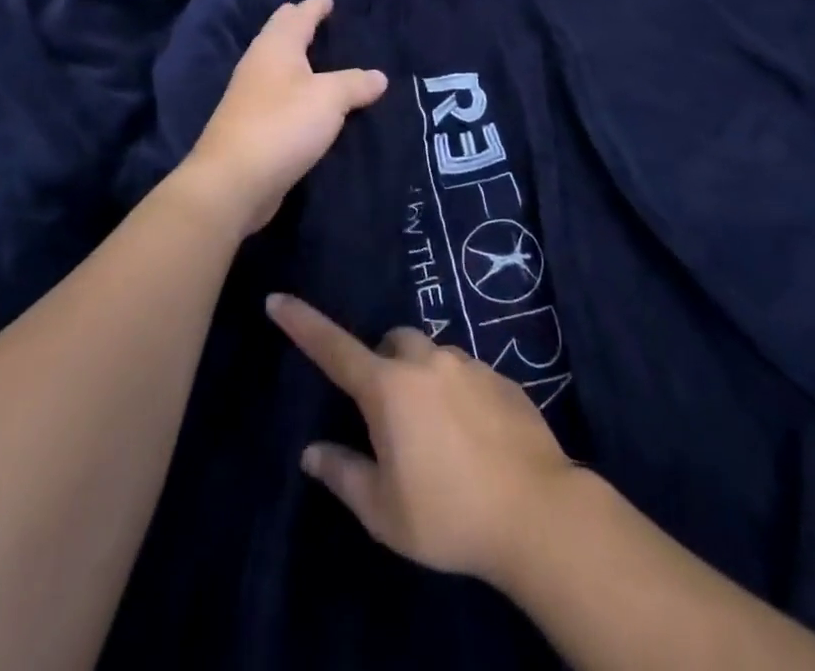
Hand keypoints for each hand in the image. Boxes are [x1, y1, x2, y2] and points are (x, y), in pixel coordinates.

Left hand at [176, 0, 385, 237]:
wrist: (233, 182)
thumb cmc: (282, 125)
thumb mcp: (329, 99)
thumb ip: (355, 83)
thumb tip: (379, 76)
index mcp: (276, 47)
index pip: (298, 16)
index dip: (315, 6)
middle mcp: (259, 64)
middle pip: (280, 35)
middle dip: (299, 24)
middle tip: (322, 20)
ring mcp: (251, 96)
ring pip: (278, 65)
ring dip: (298, 59)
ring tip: (322, 59)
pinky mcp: (252, 125)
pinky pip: (280, 94)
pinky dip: (296, 89)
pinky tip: (308, 101)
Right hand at [266, 294, 577, 583]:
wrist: (536, 511)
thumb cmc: (449, 515)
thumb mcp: (384, 511)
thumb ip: (344, 474)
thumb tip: (313, 454)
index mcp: (389, 388)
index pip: (333, 348)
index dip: (302, 324)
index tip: (277, 299)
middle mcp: (427, 362)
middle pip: (393, 343)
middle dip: (383, 364)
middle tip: (389, 417)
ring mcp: (467, 364)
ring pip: (433, 357)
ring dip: (423, 381)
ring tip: (437, 437)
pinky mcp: (501, 376)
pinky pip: (466, 373)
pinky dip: (457, 394)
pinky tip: (473, 440)